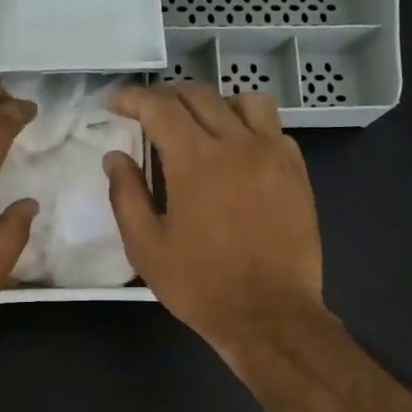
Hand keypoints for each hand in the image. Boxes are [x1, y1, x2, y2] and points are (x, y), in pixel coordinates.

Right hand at [104, 83, 325, 359]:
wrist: (269, 315)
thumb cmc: (200, 285)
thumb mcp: (146, 247)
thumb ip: (126, 195)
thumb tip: (115, 157)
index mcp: (195, 160)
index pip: (159, 107)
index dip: (132, 98)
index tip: (114, 102)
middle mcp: (237, 144)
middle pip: (199, 96)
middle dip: (167, 97)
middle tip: (147, 112)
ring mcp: (274, 155)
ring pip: (245, 102)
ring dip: (214, 104)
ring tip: (199, 125)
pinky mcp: (297, 173)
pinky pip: (273, 129)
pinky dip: (249, 128)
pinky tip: (237, 153)